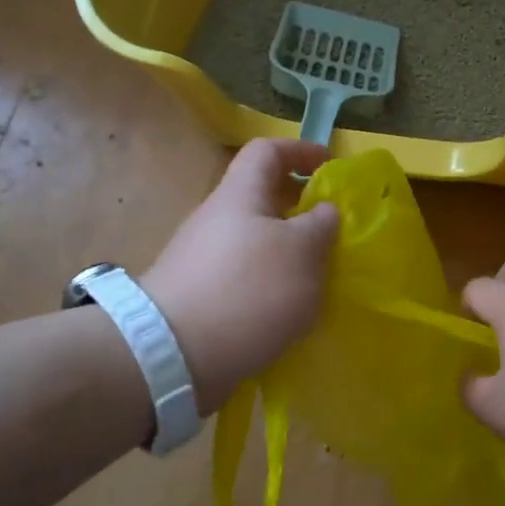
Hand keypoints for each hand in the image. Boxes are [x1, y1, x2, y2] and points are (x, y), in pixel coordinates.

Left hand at [142, 138, 338, 412]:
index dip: (301, 150)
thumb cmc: (248, 290)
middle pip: (260, 198)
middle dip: (299, 208)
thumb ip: (322, 224)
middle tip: (331, 230)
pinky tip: (287, 311)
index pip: (267, 151)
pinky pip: (243, 277)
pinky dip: (269, 285)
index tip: (331, 166)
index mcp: (240, 195)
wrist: (173, 354)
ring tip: (317, 277)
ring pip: (254, 241)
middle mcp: (216, 219)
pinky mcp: (198, 297)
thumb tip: (325, 211)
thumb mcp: (303, 251)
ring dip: (287, 252)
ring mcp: (202, 259)